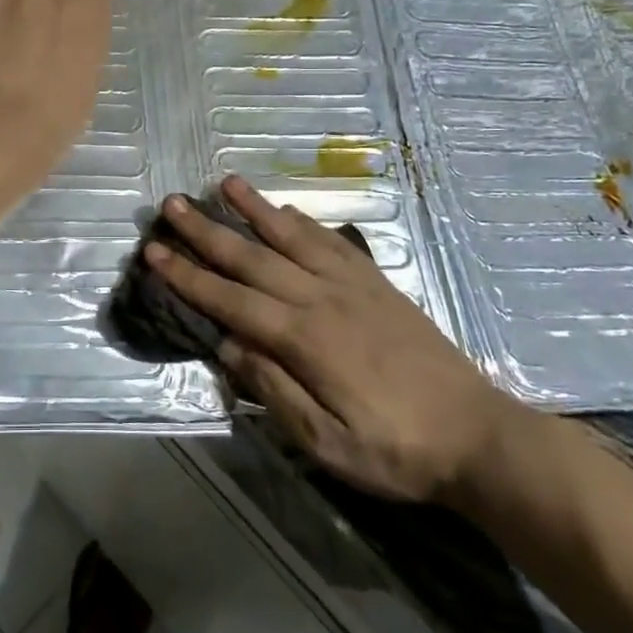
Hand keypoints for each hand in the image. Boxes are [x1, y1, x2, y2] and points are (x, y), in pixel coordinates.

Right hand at [146, 176, 532, 504]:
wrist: (478, 437)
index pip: (230, 299)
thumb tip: (229, 347)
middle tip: (172, 204)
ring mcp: (351, 286)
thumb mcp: (327, 443)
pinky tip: (287, 210)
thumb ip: (275, 390)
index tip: (154, 251)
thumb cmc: (396, 450)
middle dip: (207, 230)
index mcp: (303, 339)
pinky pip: (332, 242)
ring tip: (224, 182)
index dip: (188, 276)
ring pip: (291, 237)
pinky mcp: (377, 284)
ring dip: (254, 209)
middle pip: (252, 257)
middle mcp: (321, 298)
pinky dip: (305, 223)